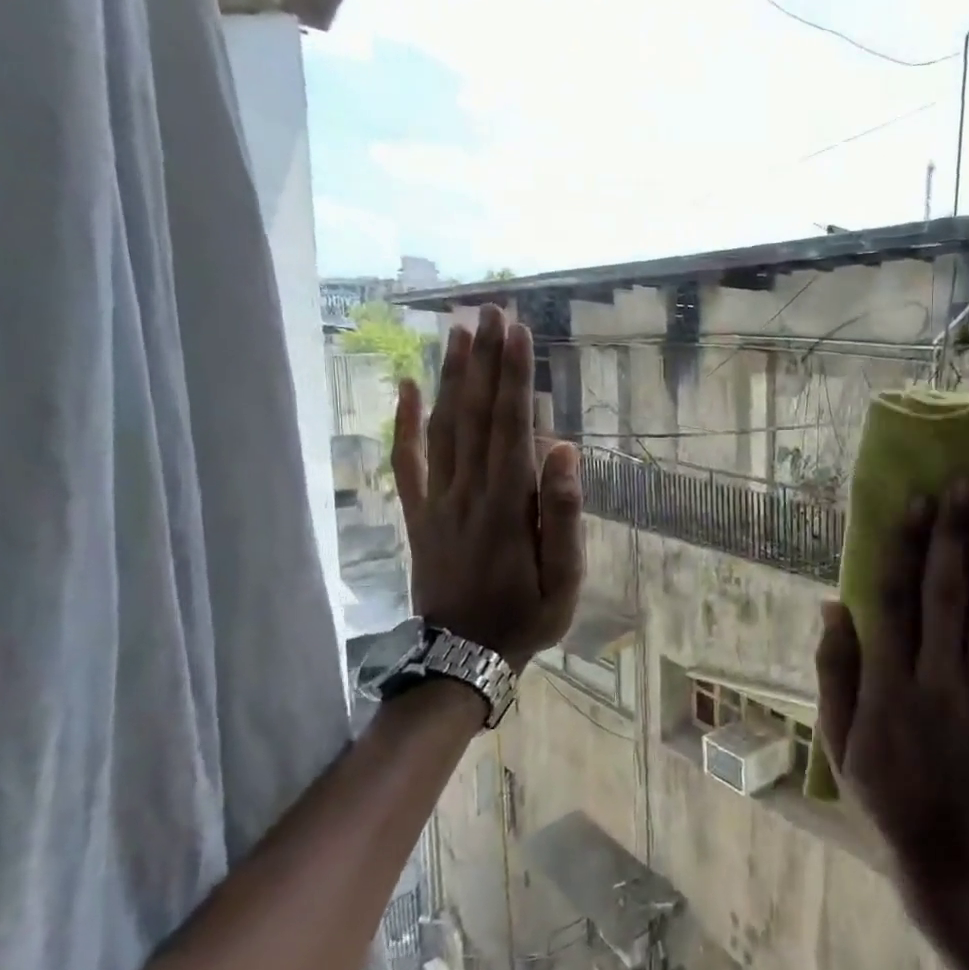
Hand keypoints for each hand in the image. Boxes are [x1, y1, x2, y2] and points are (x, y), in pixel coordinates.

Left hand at [392, 304, 583, 670]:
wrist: (463, 658)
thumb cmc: (526, 618)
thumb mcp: (565, 580)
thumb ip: (563, 514)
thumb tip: (564, 450)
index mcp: (506, 505)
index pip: (511, 426)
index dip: (514, 376)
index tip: (517, 331)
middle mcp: (467, 491)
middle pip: (475, 414)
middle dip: (484, 360)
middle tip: (489, 312)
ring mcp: (436, 501)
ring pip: (441, 428)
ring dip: (450, 378)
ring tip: (458, 332)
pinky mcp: (418, 514)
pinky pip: (406, 462)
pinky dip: (403, 423)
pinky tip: (404, 387)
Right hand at [815, 480, 968, 898]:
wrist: (955, 858)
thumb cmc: (886, 795)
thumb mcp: (839, 741)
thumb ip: (835, 672)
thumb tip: (833, 605)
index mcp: (889, 687)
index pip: (895, 602)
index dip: (904, 548)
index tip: (915, 503)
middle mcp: (939, 680)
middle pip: (946, 593)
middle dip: (953, 534)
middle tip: (963, 484)